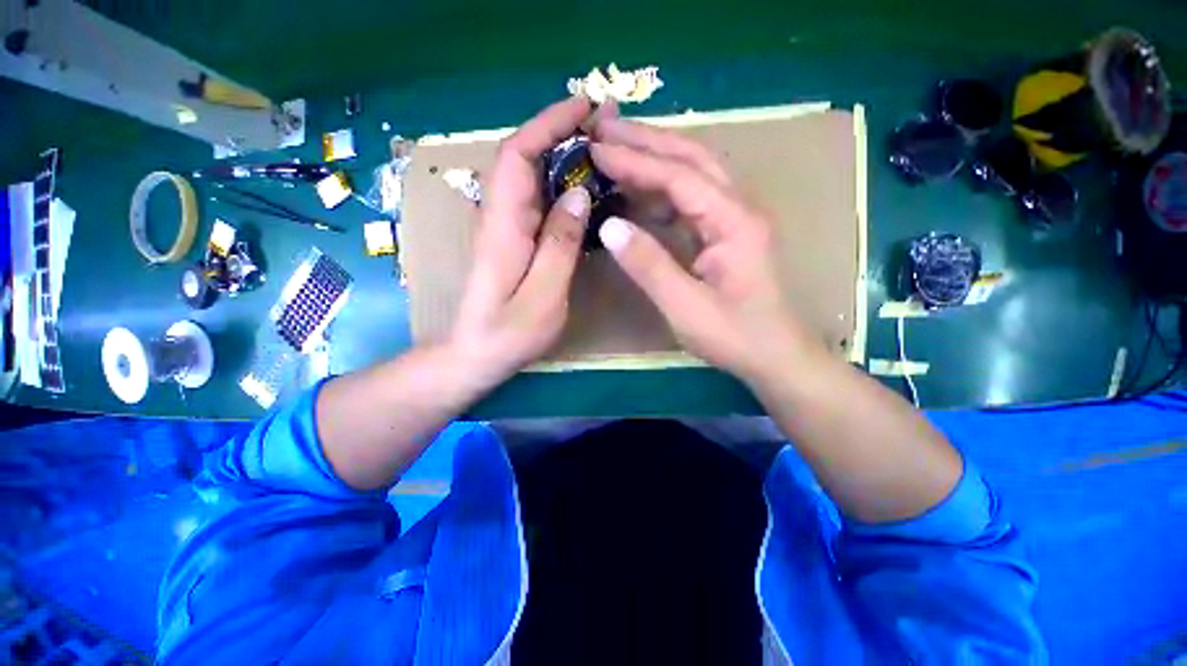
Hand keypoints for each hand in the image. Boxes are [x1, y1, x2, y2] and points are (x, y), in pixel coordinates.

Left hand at [449, 96, 593, 385]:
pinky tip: (584, 189)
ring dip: (562, 155)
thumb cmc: (508, 333)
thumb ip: (560, 245)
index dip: (548, 124)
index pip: (518, 155)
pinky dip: (560, 184)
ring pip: (531, 176)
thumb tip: (578, 193)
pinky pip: (537, 201)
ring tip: (601, 149)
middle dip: (560, 131)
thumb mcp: (543, 295)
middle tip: (604, 126)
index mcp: (504, 226)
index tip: (585, 107)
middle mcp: (501, 217)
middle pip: (523, 157)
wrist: (475, 354)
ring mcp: (506, 228)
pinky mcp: (514, 240)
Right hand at [589, 116, 820, 384]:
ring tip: (616, 149)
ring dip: (654, 158)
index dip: (636, 161)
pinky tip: (639, 191)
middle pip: (691, 158)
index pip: (679, 176)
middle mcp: (737, 208)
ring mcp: (733, 219)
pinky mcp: (724, 233)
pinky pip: (690, 199)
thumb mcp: (685, 307)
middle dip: (646, 140)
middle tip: (603, 128)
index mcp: (733, 221)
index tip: (596, 149)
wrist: (776, 356)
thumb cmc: (735, 336)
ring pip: (692, 173)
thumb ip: (648, 265)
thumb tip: (608, 225)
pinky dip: (661, 189)